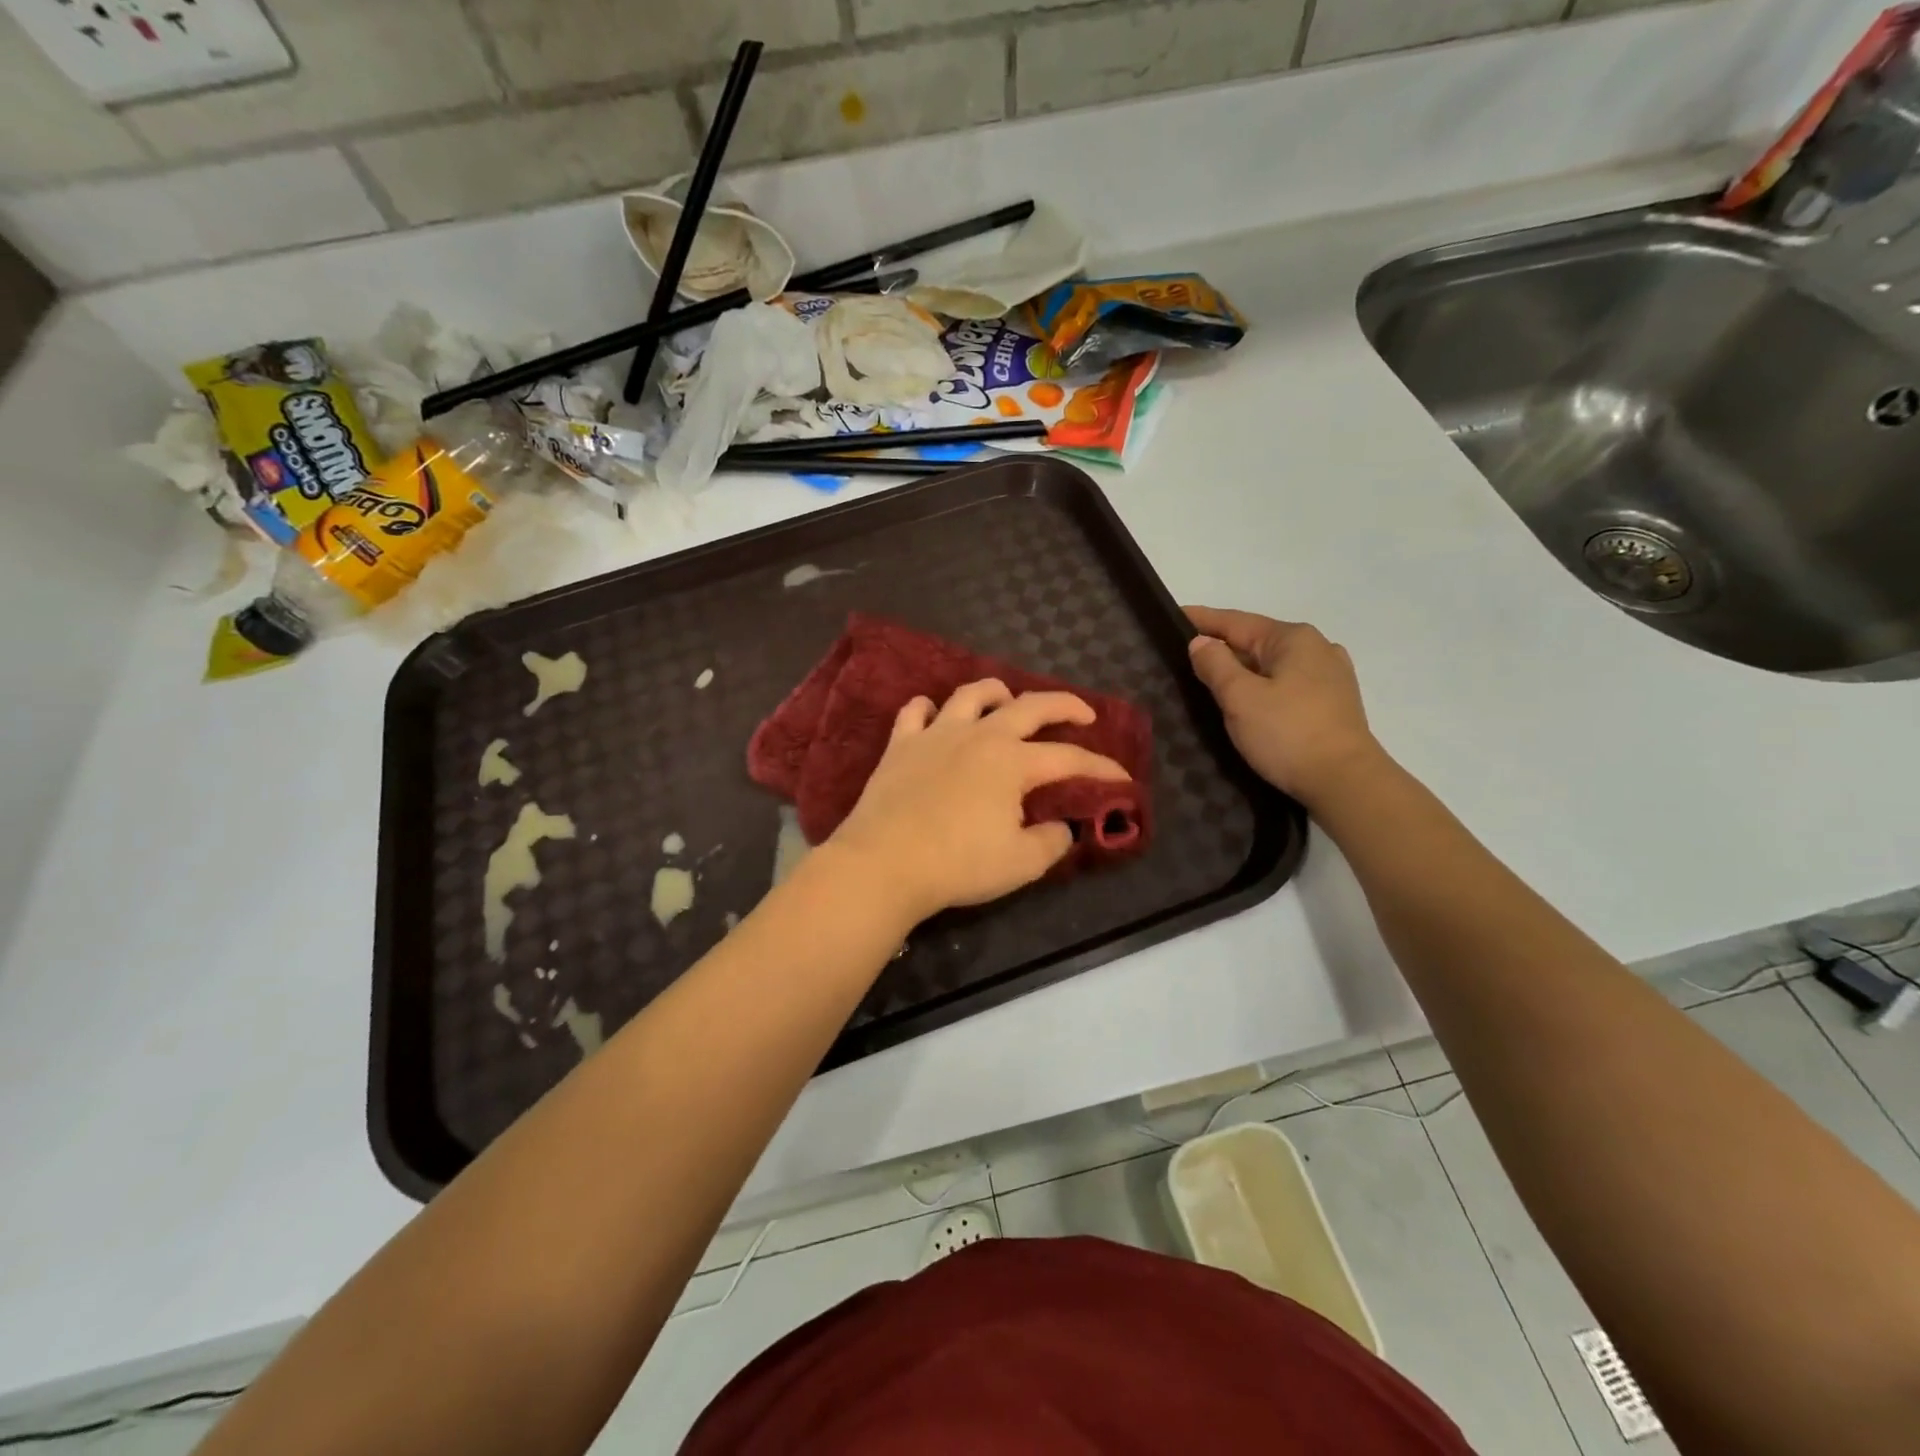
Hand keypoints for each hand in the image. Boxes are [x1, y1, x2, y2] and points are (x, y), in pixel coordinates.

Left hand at [826, 680, 1131, 924]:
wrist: (884, 862)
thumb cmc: (958, 864)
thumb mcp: (1021, 863)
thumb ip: (1051, 842)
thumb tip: (1062, 828)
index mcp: (1013, 762)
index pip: (1069, 759)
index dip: (1101, 768)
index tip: (1121, 777)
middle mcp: (979, 736)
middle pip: (1029, 706)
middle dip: (1063, 705)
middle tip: (1082, 713)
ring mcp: (936, 735)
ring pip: (971, 695)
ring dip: (996, 692)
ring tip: (1007, 700)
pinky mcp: (901, 745)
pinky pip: (915, 712)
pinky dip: (929, 709)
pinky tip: (934, 715)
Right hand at [1186, 606, 1385, 809]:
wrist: (1345, 782)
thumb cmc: (1288, 734)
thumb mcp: (1240, 697)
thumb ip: (1216, 665)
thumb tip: (1201, 641)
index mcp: (1293, 638)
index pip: (1236, 621)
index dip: (1202, 619)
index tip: (1173, 614)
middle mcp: (1317, 647)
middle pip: (1257, 641)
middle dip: (1223, 646)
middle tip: (1185, 653)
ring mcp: (1331, 675)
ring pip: (1273, 664)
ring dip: (1244, 668)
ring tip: (1213, 678)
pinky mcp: (1335, 703)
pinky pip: (1288, 683)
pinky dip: (1264, 685)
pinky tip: (1252, 699)